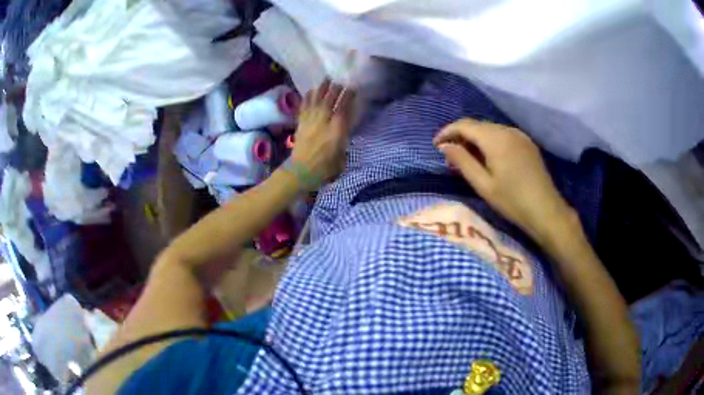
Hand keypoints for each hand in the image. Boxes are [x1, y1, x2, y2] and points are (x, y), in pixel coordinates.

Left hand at [291, 80, 354, 188]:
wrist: (300, 172)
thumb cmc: (324, 169)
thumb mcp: (341, 157)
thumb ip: (343, 141)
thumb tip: (344, 131)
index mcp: (336, 131)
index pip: (343, 109)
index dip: (348, 97)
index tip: (353, 88)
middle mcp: (323, 122)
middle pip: (329, 101)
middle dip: (335, 89)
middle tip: (340, 81)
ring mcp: (310, 121)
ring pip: (316, 100)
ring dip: (322, 89)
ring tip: (326, 79)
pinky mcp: (301, 124)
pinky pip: (304, 107)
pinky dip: (308, 98)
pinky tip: (311, 91)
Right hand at [434, 119, 575, 242]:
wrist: (546, 210)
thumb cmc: (512, 201)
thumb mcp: (483, 185)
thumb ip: (462, 161)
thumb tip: (444, 146)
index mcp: (495, 138)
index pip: (464, 125)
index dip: (447, 132)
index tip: (435, 145)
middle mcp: (507, 130)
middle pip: (477, 125)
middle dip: (461, 136)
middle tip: (450, 156)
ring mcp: (519, 135)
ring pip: (490, 130)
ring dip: (475, 139)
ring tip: (467, 159)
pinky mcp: (527, 143)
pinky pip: (503, 136)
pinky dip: (490, 142)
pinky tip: (488, 158)